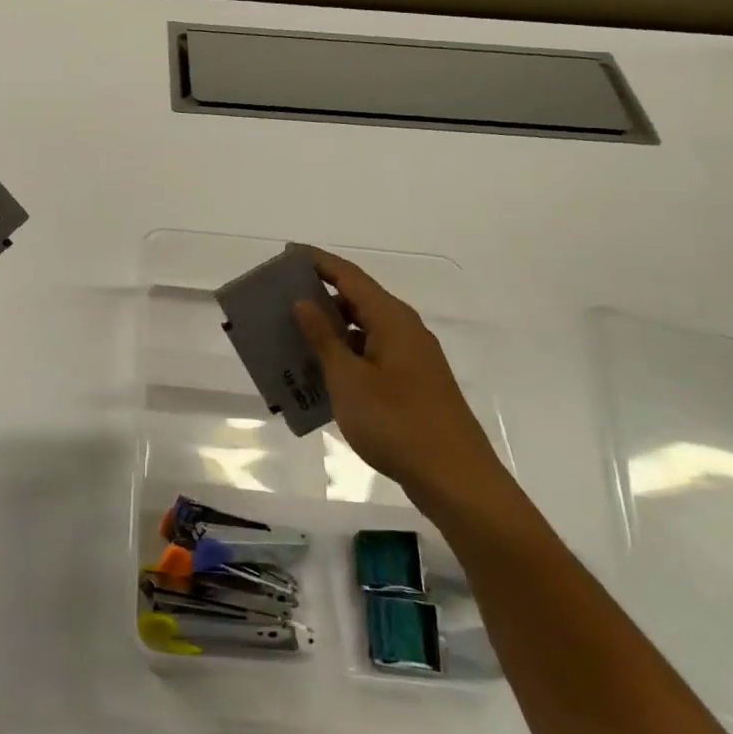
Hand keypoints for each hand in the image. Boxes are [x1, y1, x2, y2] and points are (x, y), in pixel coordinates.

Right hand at [292, 246, 515, 522]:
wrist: (455, 479)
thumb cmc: (396, 423)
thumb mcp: (348, 379)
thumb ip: (323, 338)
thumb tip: (302, 302)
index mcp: (391, 319)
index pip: (349, 276)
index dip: (317, 262)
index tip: (286, 254)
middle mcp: (404, 330)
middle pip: (356, 301)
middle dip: (317, 297)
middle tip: (278, 300)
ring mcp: (410, 359)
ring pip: (361, 332)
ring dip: (327, 332)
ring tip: (289, 338)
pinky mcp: (411, 384)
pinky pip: (369, 357)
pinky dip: (342, 358)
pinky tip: (317, 376)